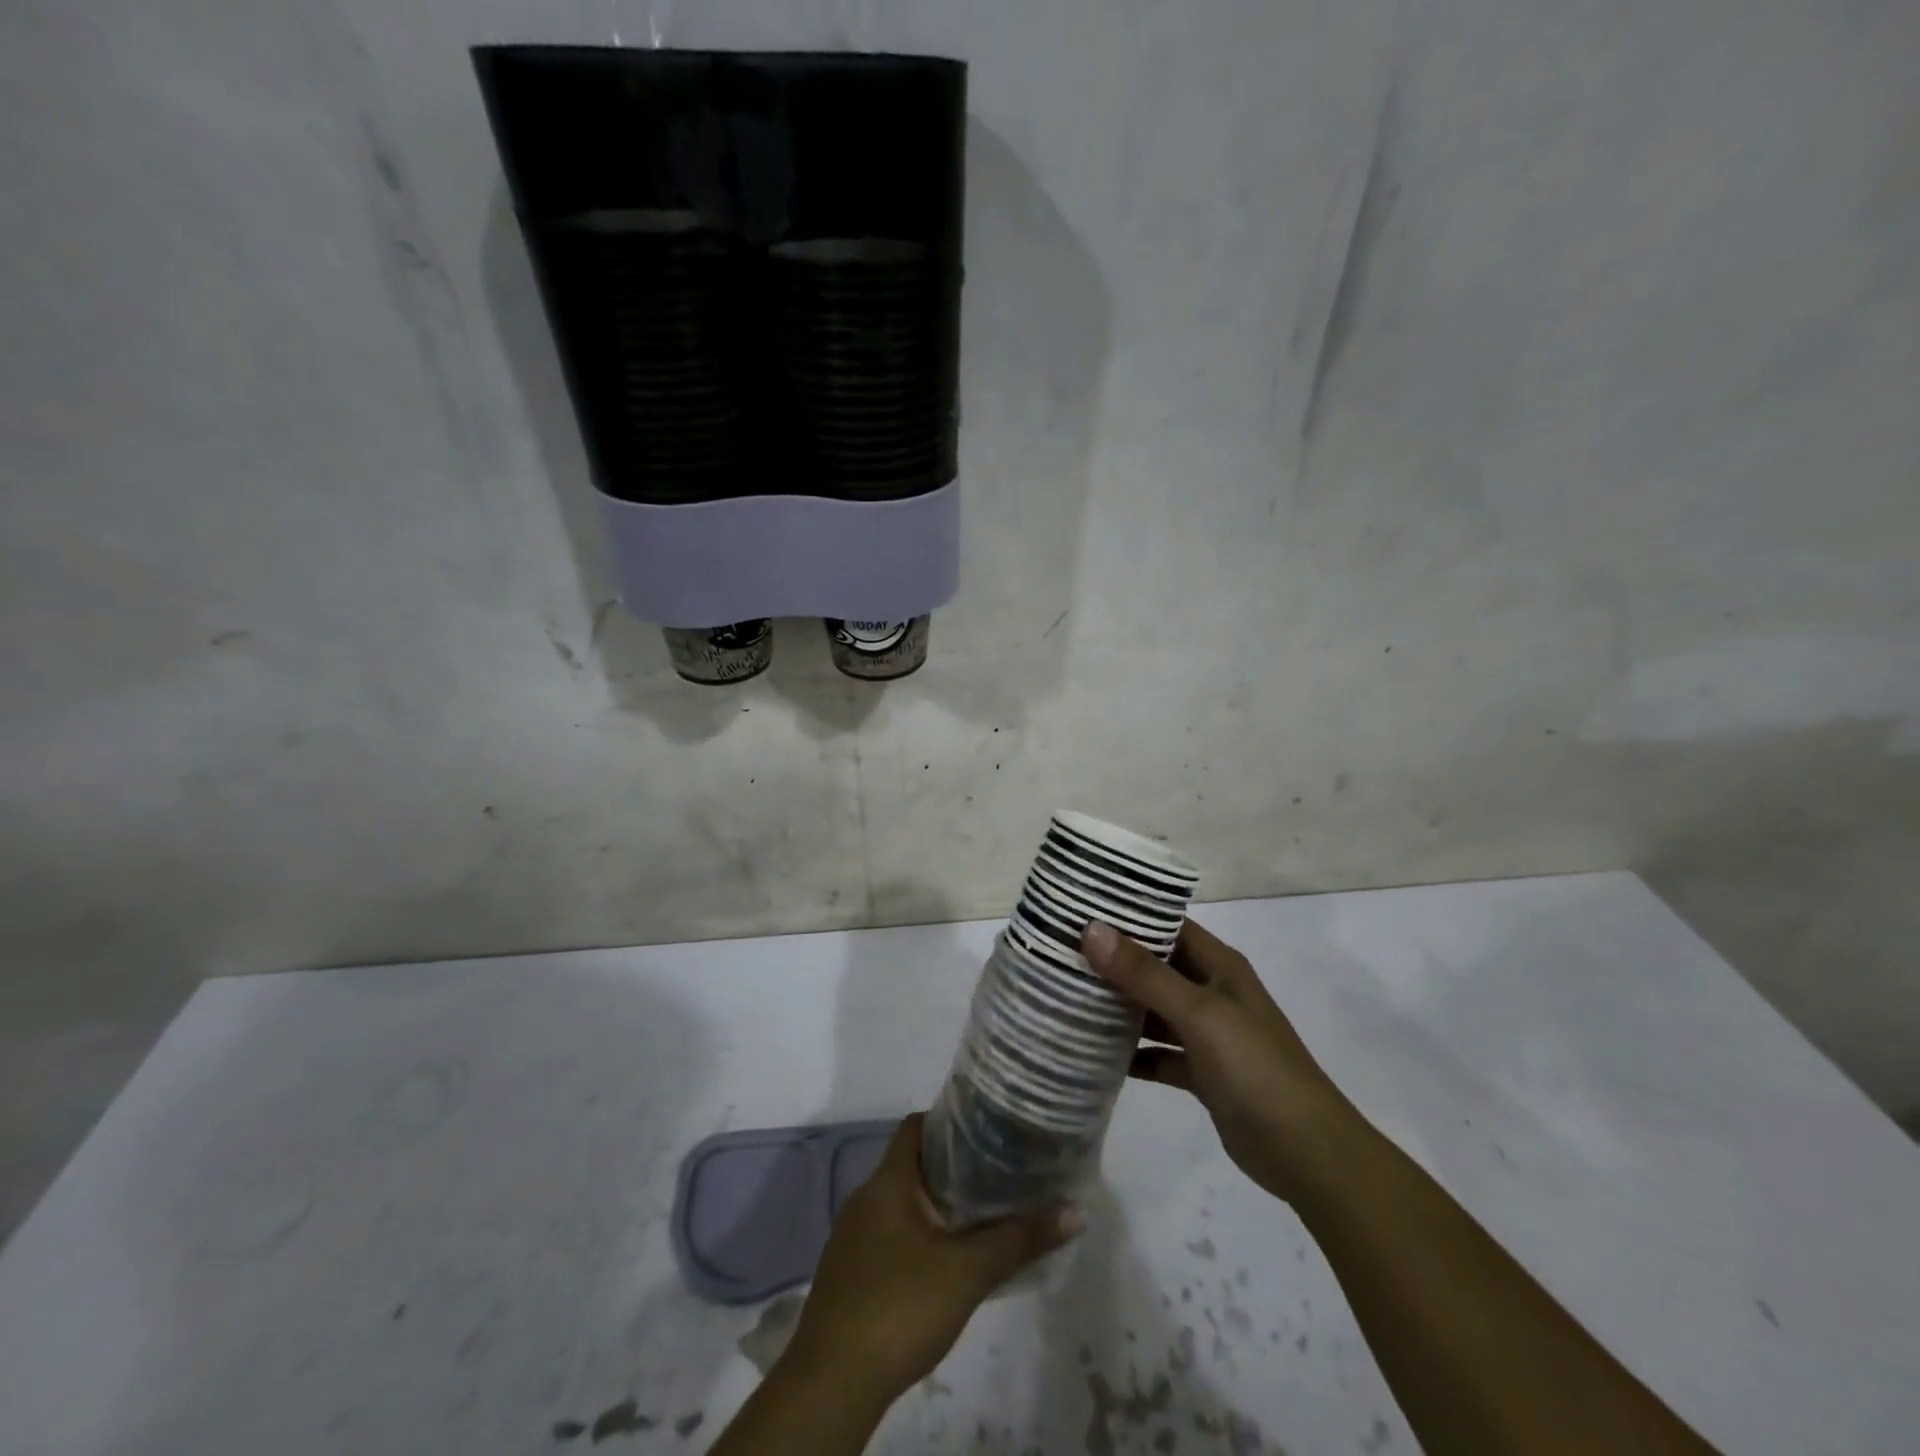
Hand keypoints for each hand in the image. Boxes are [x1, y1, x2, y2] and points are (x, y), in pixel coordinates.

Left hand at [781, 1114, 1082, 1402]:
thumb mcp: (968, 1273)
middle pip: (912, 1163)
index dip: (950, 1121)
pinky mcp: (850, 1270)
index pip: (916, 1126)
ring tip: (981, 1212)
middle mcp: (866, 1197)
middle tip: (997, 1173)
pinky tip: (944, 1258)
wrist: (832, 1384)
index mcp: (888, 1182)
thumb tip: (1075, 1211)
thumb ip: (1019, 1240)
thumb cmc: (900, 1308)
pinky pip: (889, 1232)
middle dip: (952, 1166)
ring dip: (937, 1203)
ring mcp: (853, 1236)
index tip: (987, 1129)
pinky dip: (918, 1233)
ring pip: (901, 1201)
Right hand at [1083, 918, 1360, 1204]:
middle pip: (1155, 967)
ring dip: (1119, 1007)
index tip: (1078, 910)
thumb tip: (1091, 930)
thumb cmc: (1256, 1069)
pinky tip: (1095, 1054)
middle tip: (1059, 954)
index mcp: (1219, 966)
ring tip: (1067, 997)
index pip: (1168, 925)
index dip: (1127, 916)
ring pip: (1153, 1011)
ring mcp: (1208, 1034)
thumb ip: (1145, 974)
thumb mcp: (1199, 1013)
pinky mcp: (1202, 1073)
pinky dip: (1133, 1053)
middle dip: (1113, 961)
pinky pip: (1158, 1053)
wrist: (1308, 1154)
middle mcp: (1212, 992)